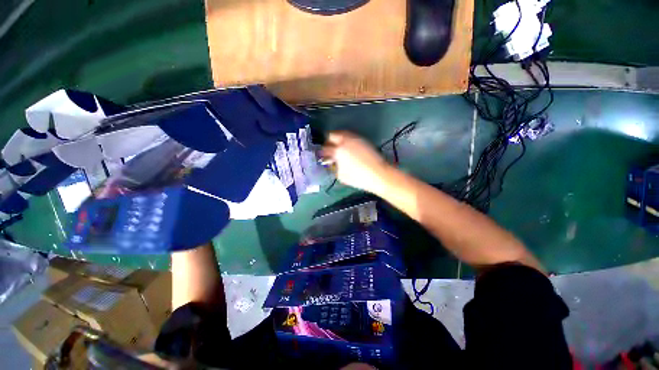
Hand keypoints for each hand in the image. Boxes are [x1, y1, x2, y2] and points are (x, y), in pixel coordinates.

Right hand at [321, 131, 391, 193]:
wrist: (378, 174)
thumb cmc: (358, 178)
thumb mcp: (341, 176)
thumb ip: (334, 167)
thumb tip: (332, 162)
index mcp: (338, 151)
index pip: (325, 148)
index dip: (322, 152)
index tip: (322, 156)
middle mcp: (345, 141)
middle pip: (332, 135)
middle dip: (328, 142)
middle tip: (329, 149)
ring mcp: (355, 138)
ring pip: (342, 133)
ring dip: (337, 139)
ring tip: (339, 148)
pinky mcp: (363, 139)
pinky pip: (350, 136)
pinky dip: (346, 140)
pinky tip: (348, 148)